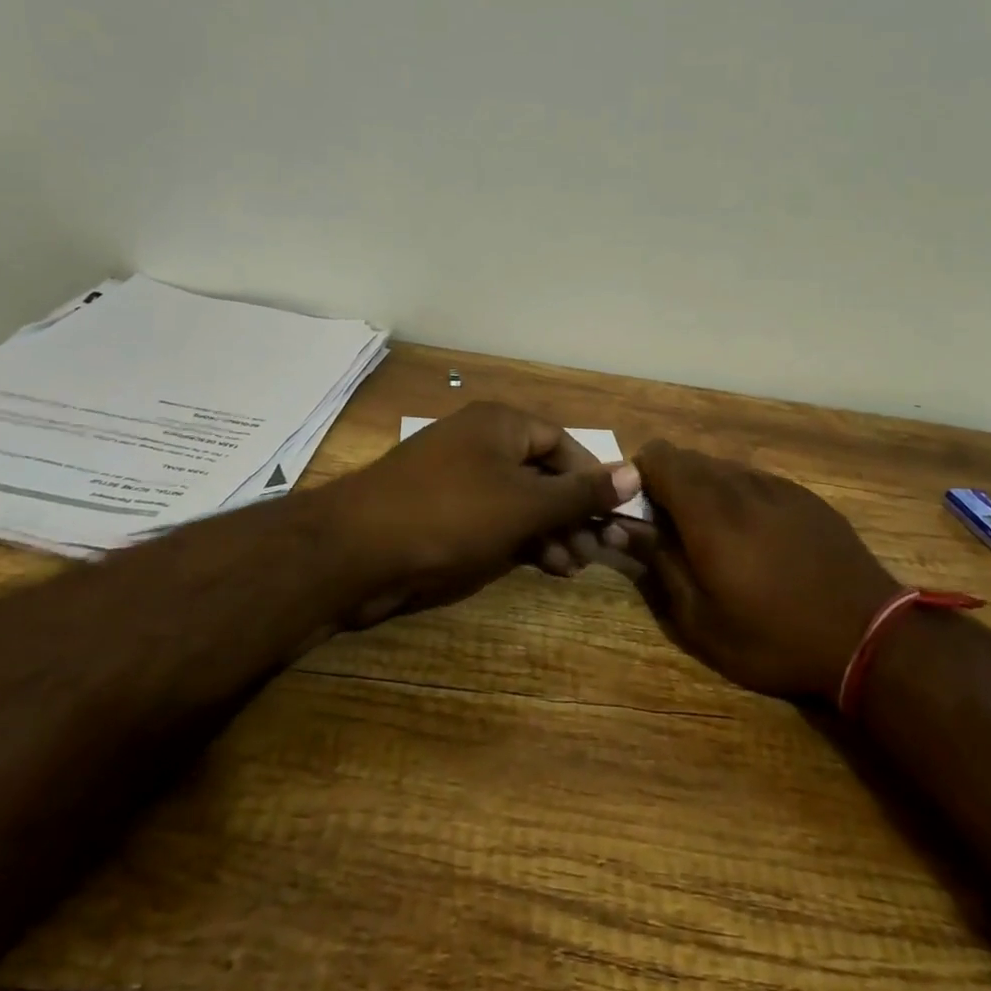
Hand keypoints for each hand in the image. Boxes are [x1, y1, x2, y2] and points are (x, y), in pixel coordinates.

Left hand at [321, 402, 642, 626]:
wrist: (355, 550)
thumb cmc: (451, 514)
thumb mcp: (525, 504)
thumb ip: (580, 492)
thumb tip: (635, 472)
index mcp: (501, 424)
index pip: (563, 444)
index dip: (592, 479)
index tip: (613, 516)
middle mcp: (481, 442)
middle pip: (542, 473)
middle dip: (572, 513)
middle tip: (597, 551)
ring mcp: (457, 477)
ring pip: (519, 501)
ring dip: (550, 531)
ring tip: (572, 566)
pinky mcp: (440, 511)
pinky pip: (492, 519)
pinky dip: (518, 539)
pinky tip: (541, 565)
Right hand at [623, 440, 901, 701]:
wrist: (869, 636)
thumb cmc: (773, 637)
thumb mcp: (701, 619)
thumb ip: (657, 562)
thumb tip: (618, 526)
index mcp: (708, 510)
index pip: (658, 457)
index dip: (638, 475)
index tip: (637, 510)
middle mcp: (740, 484)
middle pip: (688, 458)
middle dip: (668, 483)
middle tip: (671, 530)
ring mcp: (777, 486)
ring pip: (722, 468)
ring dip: (704, 490)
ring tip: (715, 538)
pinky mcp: (804, 496)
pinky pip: (756, 480)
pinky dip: (739, 497)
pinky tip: (756, 539)